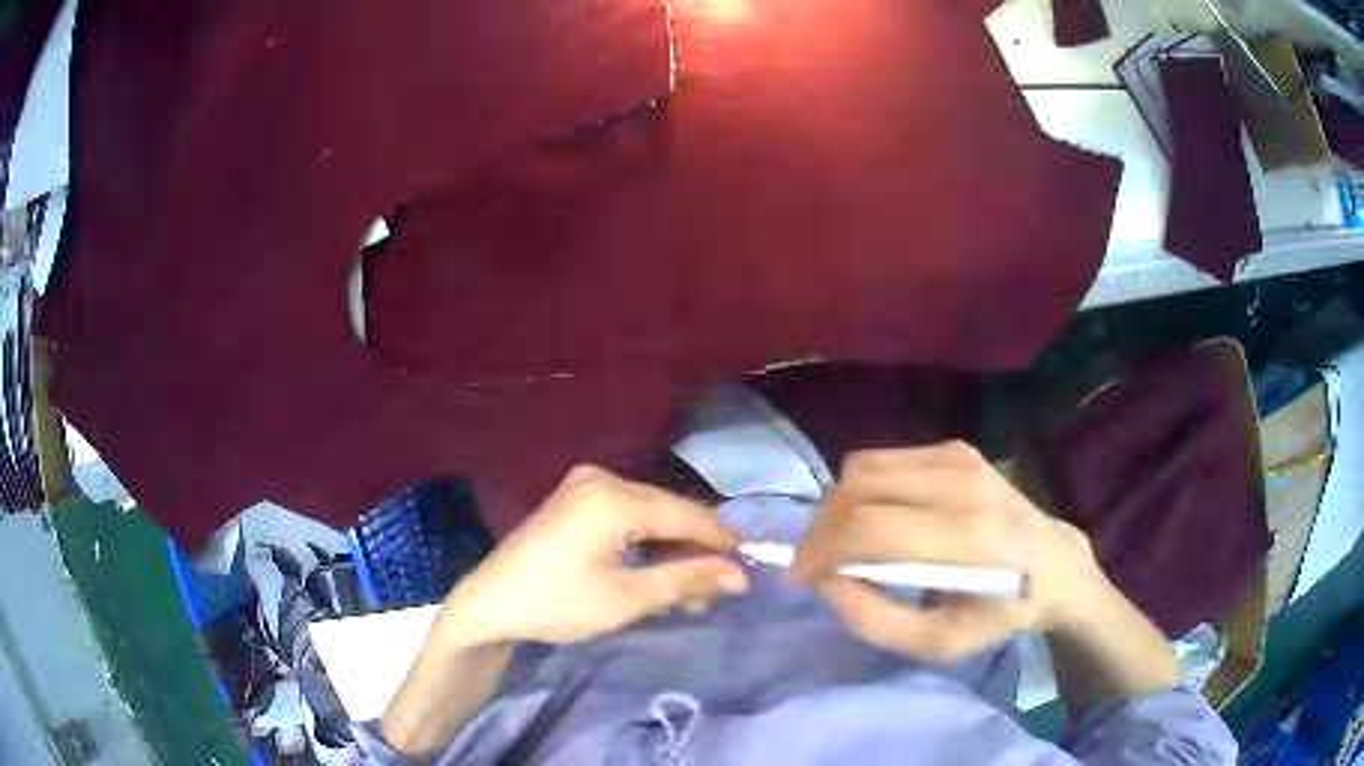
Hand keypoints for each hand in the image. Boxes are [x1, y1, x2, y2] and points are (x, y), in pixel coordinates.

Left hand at [429, 466, 748, 647]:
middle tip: (716, 590)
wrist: (490, 603)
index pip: (686, 514)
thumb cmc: (556, 603)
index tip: (750, 568)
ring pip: (650, 512)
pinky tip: (655, 567)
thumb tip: (740, 575)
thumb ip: (686, 580)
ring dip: (672, 547)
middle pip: (668, 510)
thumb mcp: (626, 599)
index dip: (722, 542)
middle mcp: (601, 478)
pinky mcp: (575, 497)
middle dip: (695, 549)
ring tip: (689, 588)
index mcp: (613, 497)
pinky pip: (627, 513)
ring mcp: (584, 483)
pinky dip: (646, 539)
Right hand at [791, 441, 1102, 661]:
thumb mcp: (937, 643)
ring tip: (843, 541)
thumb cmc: (997, 613)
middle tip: (818, 561)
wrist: (1053, 563)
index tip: (801, 576)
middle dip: (822, 526)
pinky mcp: (958, 448)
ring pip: (865, 465)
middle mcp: (962, 484)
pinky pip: (886, 459)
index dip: (821, 550)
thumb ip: (873, 619)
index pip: (870, 527)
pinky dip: (866, 490)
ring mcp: (961, 457)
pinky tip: (879, 518)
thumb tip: (826, 579)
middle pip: (858, 486)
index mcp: (966, 540)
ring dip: (839, 504)